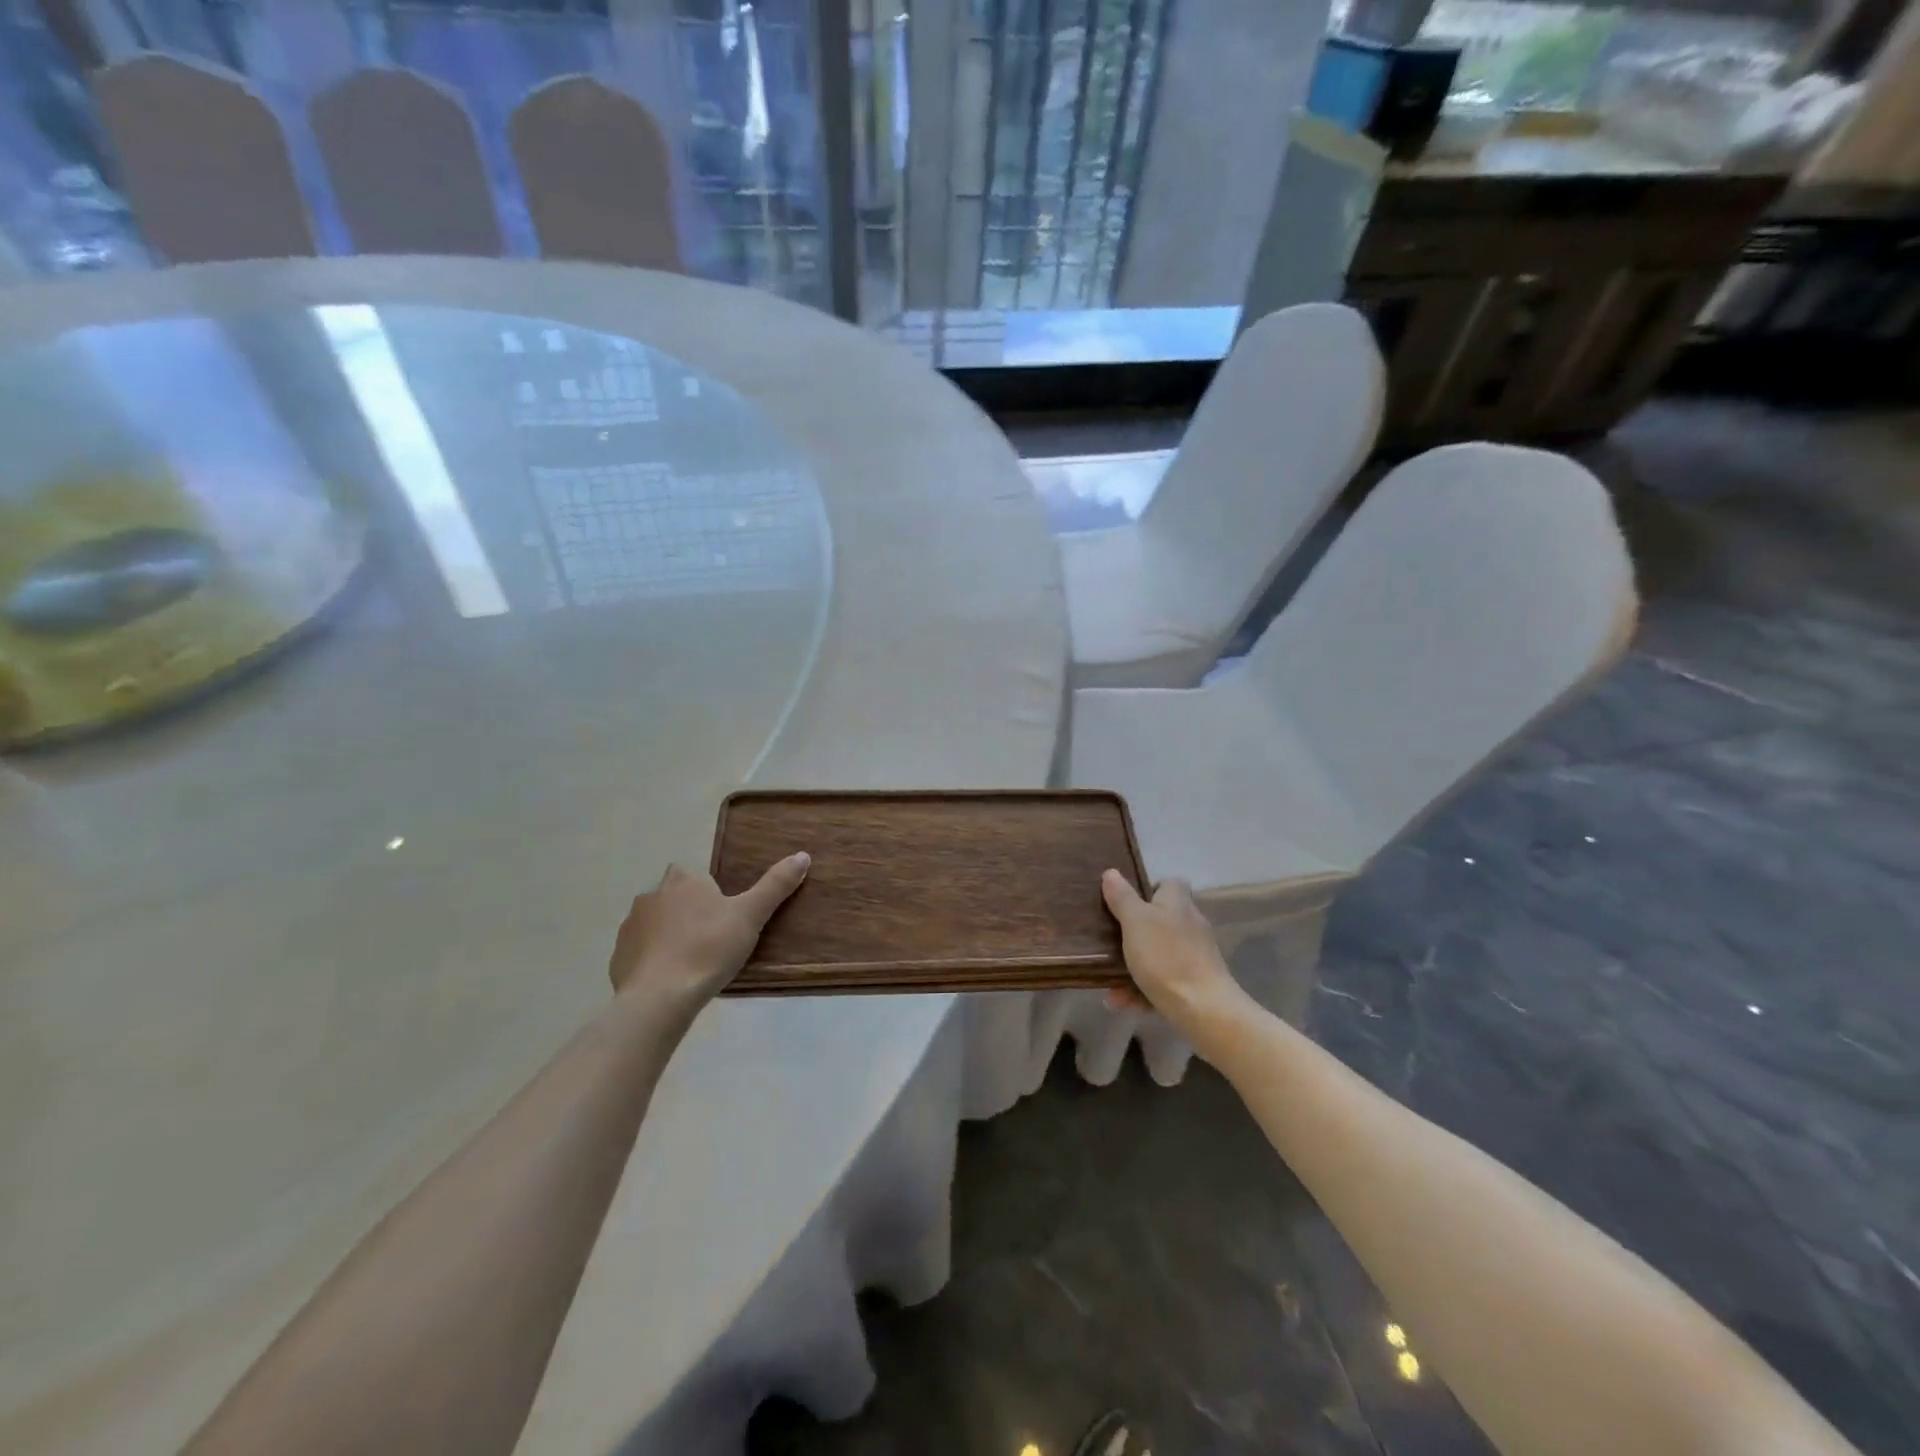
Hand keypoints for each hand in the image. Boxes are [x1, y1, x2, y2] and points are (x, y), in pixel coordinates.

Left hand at [609, 854, 809, 1022]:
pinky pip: (639, 952)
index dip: (710, 895)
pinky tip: (669, 980)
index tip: (724, 918)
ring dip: (668, 936)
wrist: (660, 997)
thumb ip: (776, 885)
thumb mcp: (751, 916)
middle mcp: (653, 895)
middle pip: (674, 898)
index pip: (697, 877)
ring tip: (691, 963)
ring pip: (655, 924)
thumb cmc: (709, 949)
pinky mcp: (618, 957)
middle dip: (687, 913)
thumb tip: (802, 855)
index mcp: (684, 881)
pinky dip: (652, 961)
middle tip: (711, 940)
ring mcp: (631, 926)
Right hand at [1101, 870, 1248, 1033]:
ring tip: (1111, 985)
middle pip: (1161, 920)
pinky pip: (1165, 981)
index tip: (1126, 903)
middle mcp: (1191, 924)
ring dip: (1134, 967)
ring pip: (1159, 954)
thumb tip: (1111, 872)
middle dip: (1134, 934)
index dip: (1148, 889)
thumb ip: (1122, 897)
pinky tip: (1125, 1003)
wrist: (1205, 1010)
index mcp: (1178, 903)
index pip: (1169, 884)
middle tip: (1110, 943)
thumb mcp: (1135, 922)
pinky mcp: (1198, 983)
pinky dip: (1145, 991)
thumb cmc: (1166, 957)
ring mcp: (1197, 955)